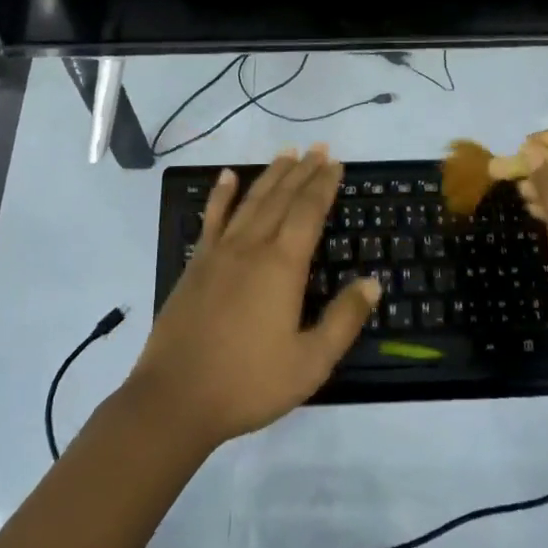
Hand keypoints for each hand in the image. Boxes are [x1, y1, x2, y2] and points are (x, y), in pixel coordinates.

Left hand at [128, 147, 378, 451]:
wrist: (175, 399)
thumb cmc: (249, 383)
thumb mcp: (310, 362)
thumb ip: (343, 319)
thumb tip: (372, 282)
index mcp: (282, 266)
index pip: (308, 212)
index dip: (324, 185)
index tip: (336, 163)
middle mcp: (252, 247)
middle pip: (281, 198)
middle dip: (303, 171)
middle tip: (319, 148)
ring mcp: (220, 252)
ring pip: (251, 201)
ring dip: (271, 175)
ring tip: (287, 152)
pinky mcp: (196, 264)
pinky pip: (212, 218)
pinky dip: (221, 194)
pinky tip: (228, 176)